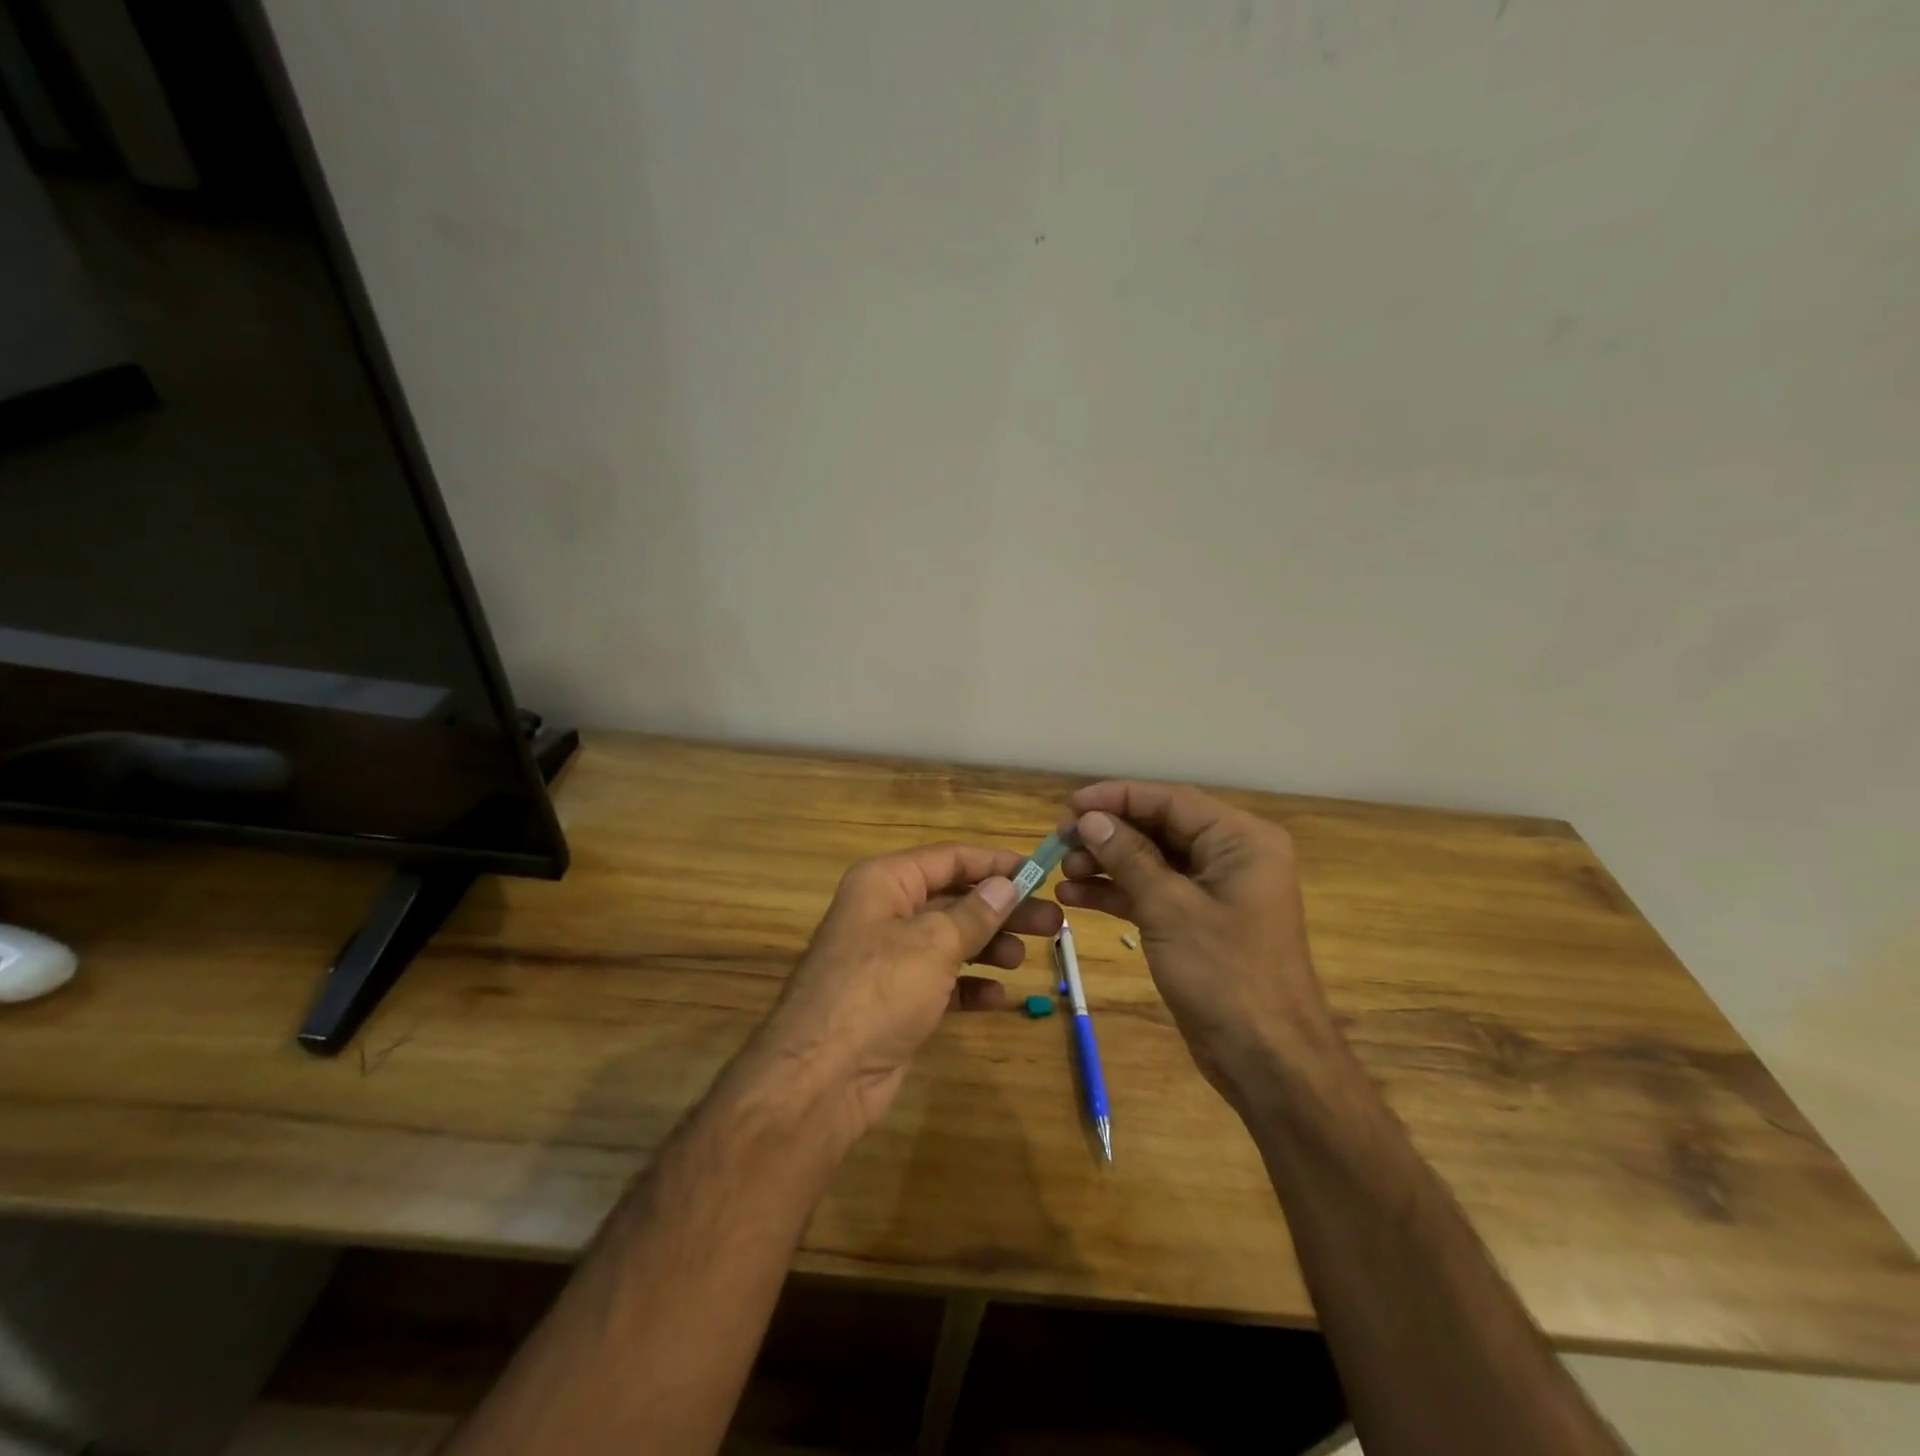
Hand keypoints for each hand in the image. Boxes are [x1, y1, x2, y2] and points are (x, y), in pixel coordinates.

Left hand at [757, 843, 1063, 1132]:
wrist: (822, 1077)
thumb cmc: (879, 989)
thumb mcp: (933, 943)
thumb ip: (974, 913)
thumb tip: (1006, 884)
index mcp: (885, 882)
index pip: (949, 858)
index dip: (996, 864)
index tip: (1040, 873)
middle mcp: (885, 913)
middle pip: (954, 900)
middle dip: (1002, 910)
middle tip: (1053, 922)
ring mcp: (888, 959)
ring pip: (950, 941)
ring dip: (989, 946)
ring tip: (1027, 958)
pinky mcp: (895, 1001)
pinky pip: (941, 982)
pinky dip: (969, 986)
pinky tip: (999, 997)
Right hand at [1056, 782, 1340, 1103]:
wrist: (1268, 1061)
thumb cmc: (1226, 975)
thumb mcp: (1170, 909)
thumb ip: (1128, 857)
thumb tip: (1088, 819)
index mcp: (1240, 840)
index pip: (1171, 801)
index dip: (1117, 797)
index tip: (1070, 805)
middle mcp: (1230, 856)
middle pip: (1159, 828)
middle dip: (1108, 833)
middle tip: (1059, 840)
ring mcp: (1214, 891)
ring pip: (1152, 861)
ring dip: (1107, 863)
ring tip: (1062, 871)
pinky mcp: (1198, 922)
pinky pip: (1153, 893)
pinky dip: (1117, 893)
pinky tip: (1074, 897)